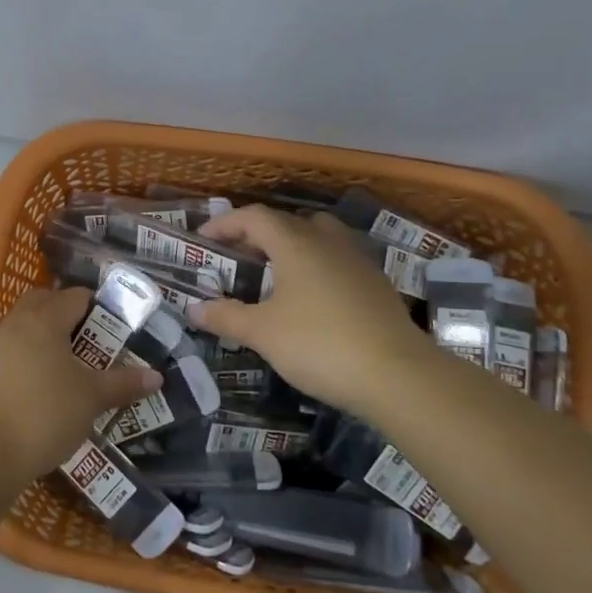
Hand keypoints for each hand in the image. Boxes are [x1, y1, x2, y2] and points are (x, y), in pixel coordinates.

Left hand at [0, 287, 162, 484]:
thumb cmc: (45, 412)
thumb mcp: (92, 398)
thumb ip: (123, 383)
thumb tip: (156, 376)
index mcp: (44, 320)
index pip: (75, 296)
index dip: (98, 306)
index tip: (116, 325)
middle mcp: (17, 324)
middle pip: (43, 303)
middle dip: (67, 313)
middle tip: (92, 339)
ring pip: (25, 327)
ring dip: (46, 337)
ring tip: (71, 364)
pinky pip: (12, 352)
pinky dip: (30, 358)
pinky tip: (44, 385)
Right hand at [191, 205, 432, 415]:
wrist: (398, 374)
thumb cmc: (319, 344)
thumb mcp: (263, 333)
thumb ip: (226, 316)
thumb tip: (194, 308)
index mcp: (295, 243)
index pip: (253, 217)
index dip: (225, 223)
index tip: (204, 239)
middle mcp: (327, 241)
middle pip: (287, 221)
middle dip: (256, 233)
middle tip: (236, 256)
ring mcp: (357, 260)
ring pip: (318, 236)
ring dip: (291, 245)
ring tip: (273, 271)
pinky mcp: (376, 283)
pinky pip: (337, 259)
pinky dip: (315, 265)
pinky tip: (310, 296)